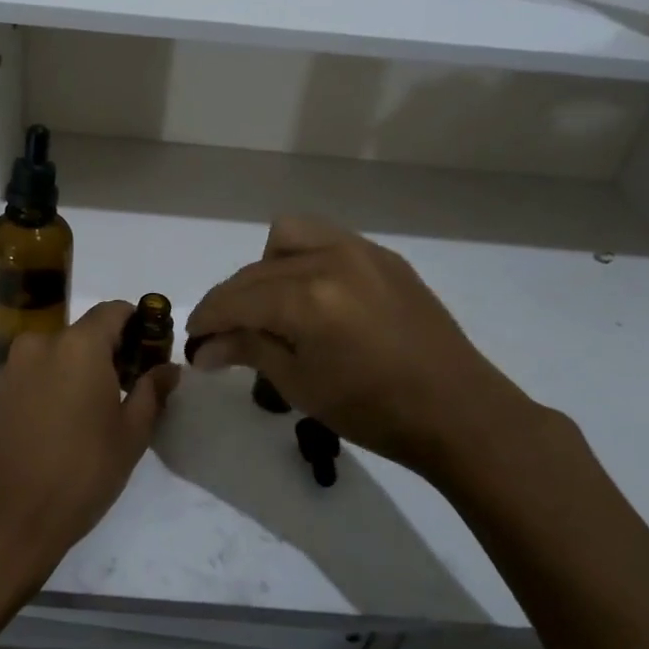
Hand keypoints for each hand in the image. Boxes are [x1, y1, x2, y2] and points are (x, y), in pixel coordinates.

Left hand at [0, 301, 179, 597]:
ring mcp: (11, 369)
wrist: (3, 521)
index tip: (151, 355)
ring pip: (58, 354)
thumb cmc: (79, 474)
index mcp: (77, 345)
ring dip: (80, 370)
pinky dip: (55, 385)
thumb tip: (168, 368)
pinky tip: (64, 425)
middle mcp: (40, 344)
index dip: (138, 326)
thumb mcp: (130, 435)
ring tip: (97, 413)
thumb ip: (152, 392)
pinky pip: (35, 375)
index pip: (114, 310)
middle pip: (84, 332)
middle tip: (130, 390)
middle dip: (110, 352)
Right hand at [185, 217, 541, 485]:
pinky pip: (327, 241)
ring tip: (271, 307)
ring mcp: (361, 251)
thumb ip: (248, 350)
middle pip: (256, 270)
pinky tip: (312, 298)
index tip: (192, 340)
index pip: (236, 298)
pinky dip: (304, 261)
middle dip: (230, 300)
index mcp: (308, 297)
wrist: (457, 411)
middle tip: (222, 335)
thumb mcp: (301, 385)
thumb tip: (203, 349)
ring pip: (289, 237)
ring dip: (266, 268)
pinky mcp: (384, 257)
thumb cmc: (373, 411)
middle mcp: (330, 259)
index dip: (206, 318)